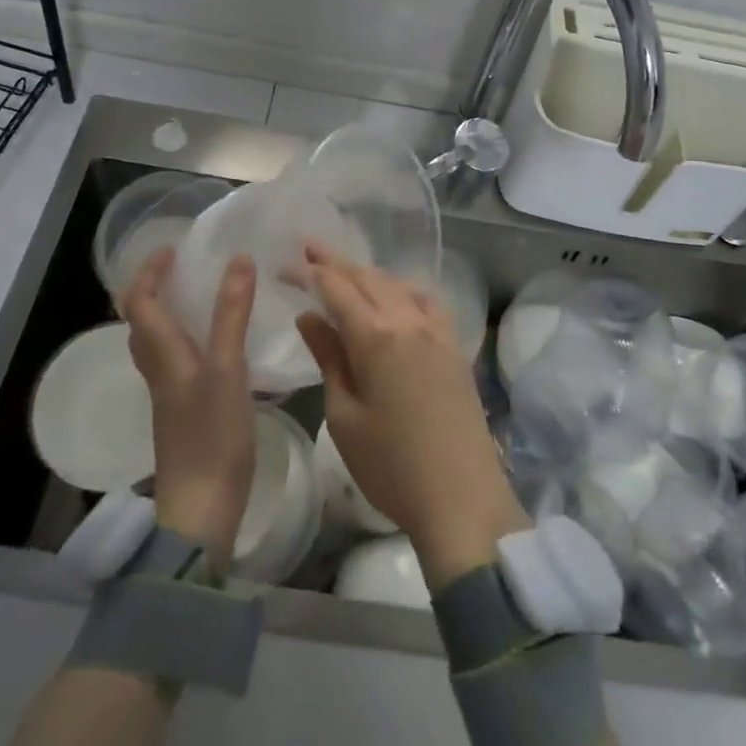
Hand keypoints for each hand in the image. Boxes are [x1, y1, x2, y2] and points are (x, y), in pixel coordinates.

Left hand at [123, 248, 257, 572]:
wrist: (201, 510)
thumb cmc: (211, 435)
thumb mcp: (227, 368)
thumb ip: (232, 313)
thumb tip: (238, 258)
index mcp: (161, 353)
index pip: (138, 300)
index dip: (149, 271)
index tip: (173, 248)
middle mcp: (158, 368)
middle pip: (141, 320)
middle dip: (155, 287)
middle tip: (186, 267)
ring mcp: (169, 391)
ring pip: (158, 341)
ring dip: (170, 311)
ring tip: (203, 295)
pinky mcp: (184, 409)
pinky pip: (176, 359)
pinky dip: (188, 336)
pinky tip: (218, 342)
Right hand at [294, 244, 527, 589]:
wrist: (462, 498)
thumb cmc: (391, 466)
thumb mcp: (344, 416)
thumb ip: (328, 357)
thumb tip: (309, 316)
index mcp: (375, 336)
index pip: (335, 288)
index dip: (307, 272)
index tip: (283, 265)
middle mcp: (408, 319)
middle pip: (366, 276)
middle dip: (333, 260)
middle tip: (306, 247)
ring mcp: (437, 328)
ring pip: (395, 283)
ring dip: (365, 272)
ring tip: (342, 270)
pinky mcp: (454, 343)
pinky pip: (424, 298)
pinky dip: (400, 287)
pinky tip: (393, 295)